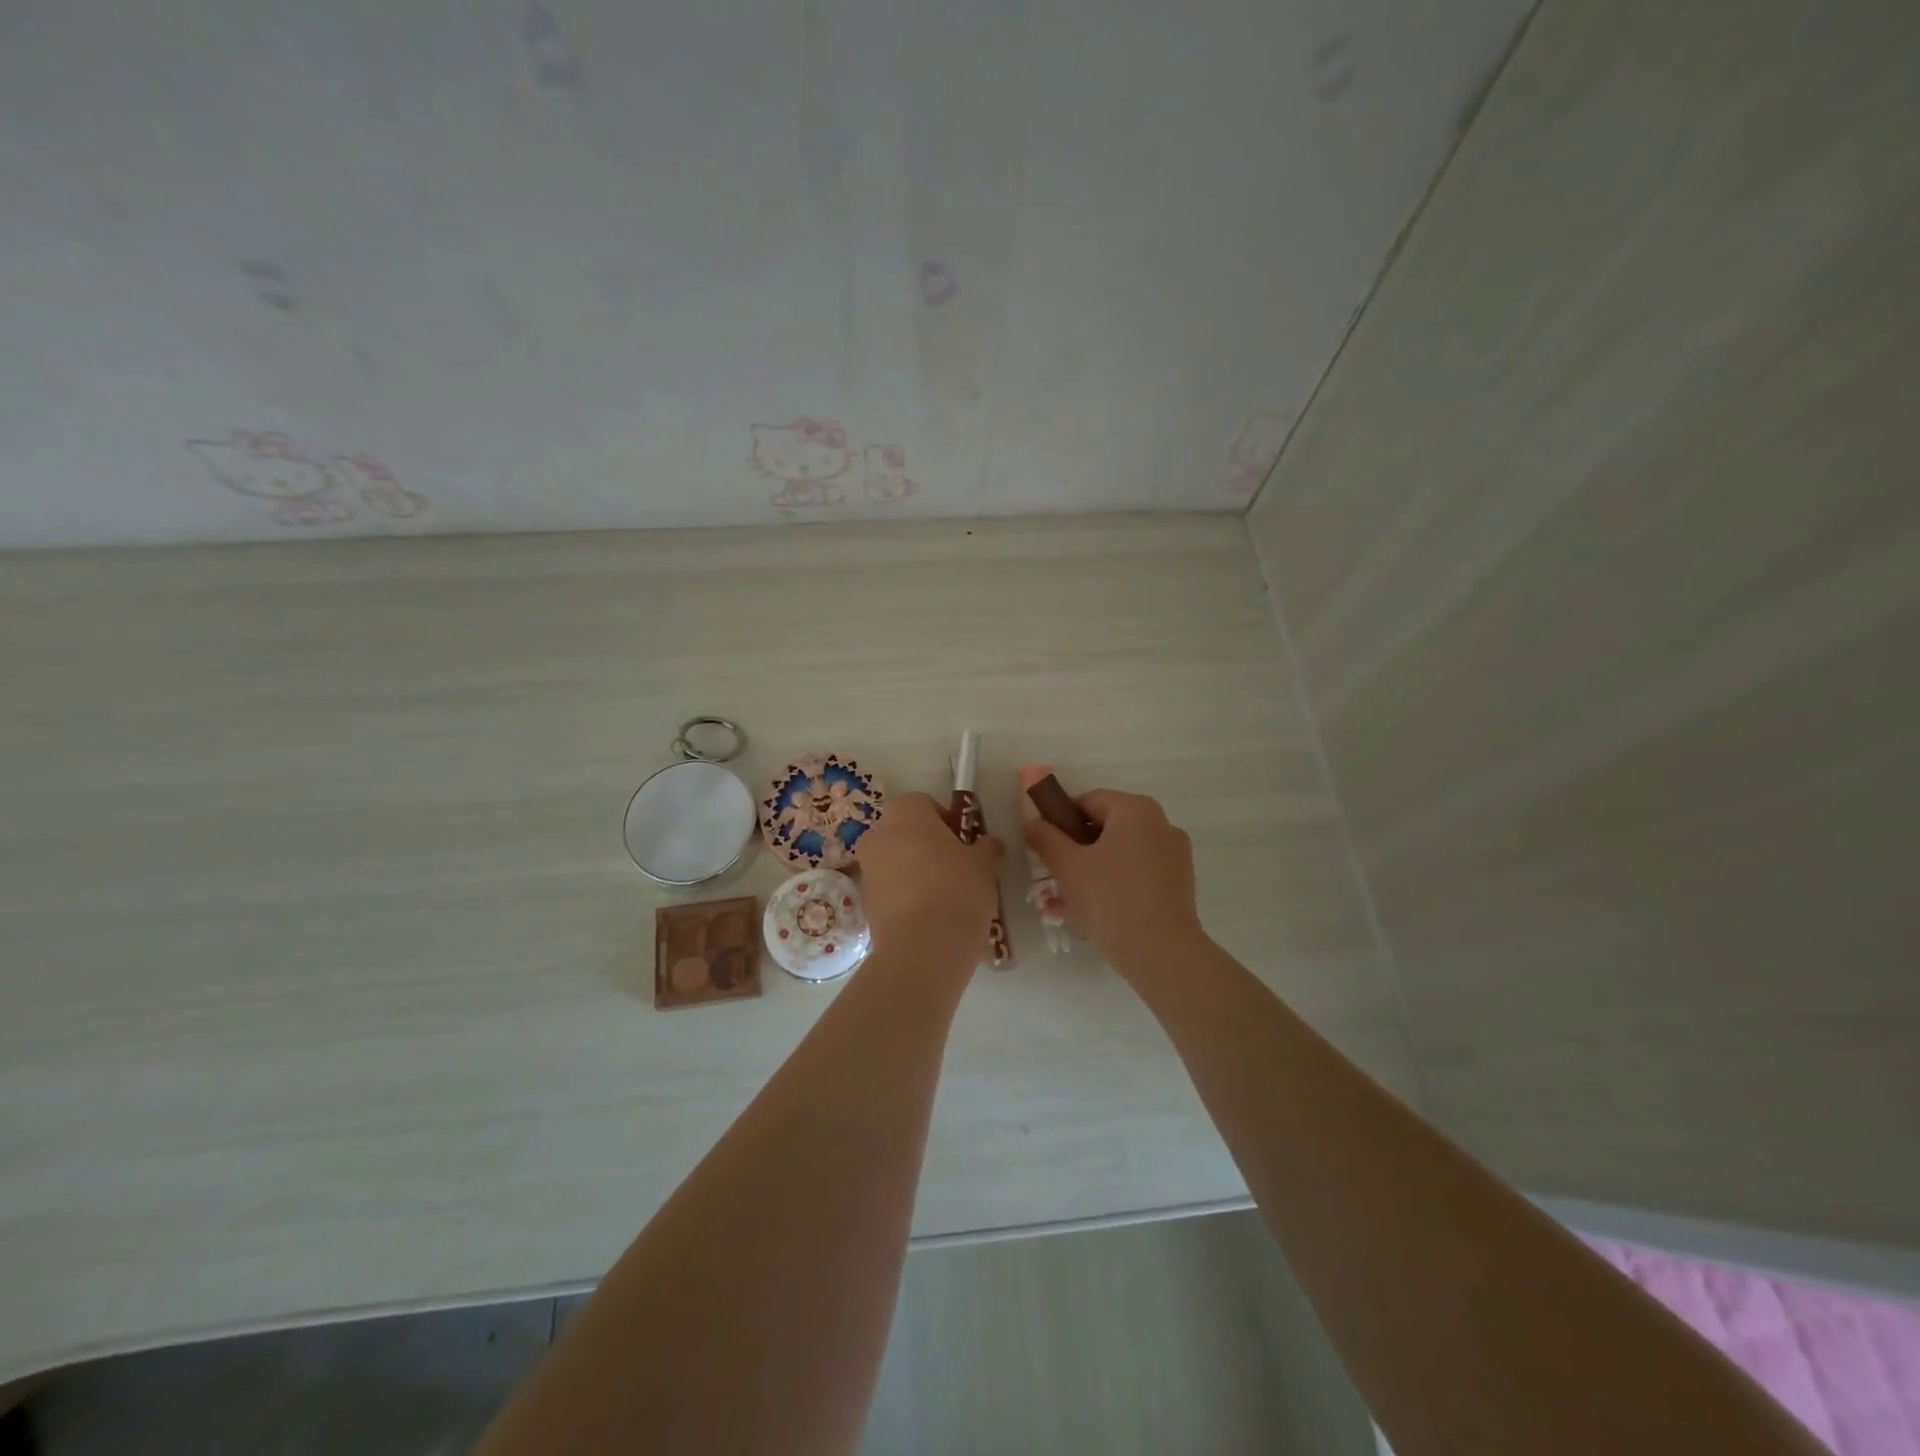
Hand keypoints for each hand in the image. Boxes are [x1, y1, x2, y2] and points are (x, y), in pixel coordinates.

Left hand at [856, 793, 1003, 969]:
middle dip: (927, 845)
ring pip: (895, 861)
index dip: (947, 820)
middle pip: (906, 832)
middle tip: (957, 867)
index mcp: (905, 812)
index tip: (965, 843)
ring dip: (916, 871)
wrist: (923, 947)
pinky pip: (890, 889)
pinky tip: (930, 916)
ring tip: (946, 896)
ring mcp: (867, 869)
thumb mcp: (984, 864)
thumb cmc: (957, 889)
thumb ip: (987, 847)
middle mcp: (878, 834)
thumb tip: (990, 844)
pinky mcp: (865, 903)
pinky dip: (906, 896)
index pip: (925, 803)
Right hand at [1023, 789, 1202, 978]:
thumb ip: (1045, 838)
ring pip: (1121, 854)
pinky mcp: (1179, 883)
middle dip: (1075, 850)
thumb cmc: (1110, 898)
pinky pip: (1137, 874)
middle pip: (1106, 828)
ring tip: (1066, 902)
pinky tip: (1093, 913)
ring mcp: (1174, 854)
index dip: (1060, 821)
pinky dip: (1115, 885)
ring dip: (1092, 870)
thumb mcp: (1067, 866)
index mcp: (1135, 809)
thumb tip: (1031, 821)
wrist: (1161, 951)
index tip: (1044, 848)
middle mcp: (1160, 823)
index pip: (1087, 802)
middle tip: (1053, 877)